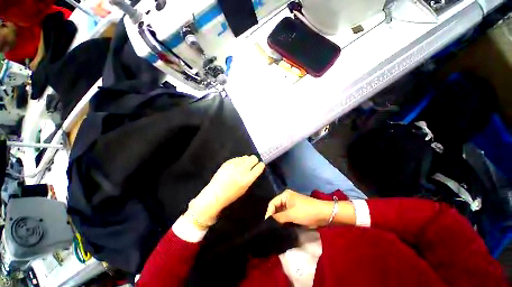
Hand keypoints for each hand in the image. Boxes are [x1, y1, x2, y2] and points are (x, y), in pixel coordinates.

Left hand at [187, 155, 264, 227]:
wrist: (215, 194)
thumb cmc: (231, 194)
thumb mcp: (245, 188)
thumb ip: (251, 177)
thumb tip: (255, 168)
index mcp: (247, 179)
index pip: (259, 167)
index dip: (261, 165)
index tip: (261, 165)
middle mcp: (242, 170)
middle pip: (253, 158)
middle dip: (254, 160)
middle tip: (252, 164)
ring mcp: (234, 165)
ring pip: (245, 157)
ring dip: (246, 160)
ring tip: (242, 166)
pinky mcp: (227, 162)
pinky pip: (237, 158)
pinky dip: (239, 161)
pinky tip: (235, 166)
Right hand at [265, 190, 334, 227]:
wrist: (324, 214)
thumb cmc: (306, 212)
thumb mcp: (291, 215)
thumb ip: (279, 218)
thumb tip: (268, 222)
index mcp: (285, 195)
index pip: (272, 203)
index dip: (269, 213)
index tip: (266, 224)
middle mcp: (286, 199)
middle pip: (276, 208)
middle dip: (274, 217)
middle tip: (270, 228)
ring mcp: (291, 205)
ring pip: (281, 213)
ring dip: (279, 220)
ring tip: (275, 229)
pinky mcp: (295, 211)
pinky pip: (286, 216)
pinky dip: (284, 221)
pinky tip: (282, 228)